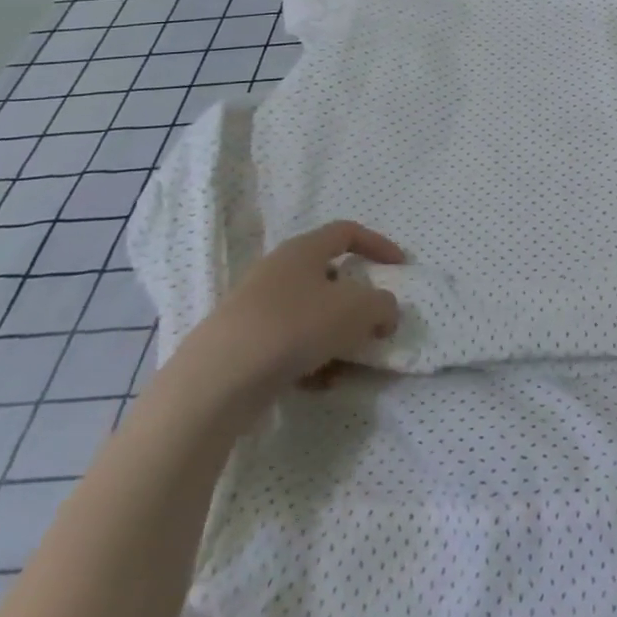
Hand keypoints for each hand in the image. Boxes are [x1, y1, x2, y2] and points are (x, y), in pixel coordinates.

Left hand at [173, 221, 403, 417]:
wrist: (216, 379)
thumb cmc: (294, 327)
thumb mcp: (357, 310)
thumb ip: (382, 306)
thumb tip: (384, 313)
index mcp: (303, 250)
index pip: (347, 232)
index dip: (378, 245)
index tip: (400, 267)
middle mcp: (277, 271)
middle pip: (328, 277)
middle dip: (355, 302)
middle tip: (372, 324)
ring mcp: (255, 308)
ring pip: (309, 315)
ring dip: (335, 337)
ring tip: (347, 365)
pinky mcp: (241, 344)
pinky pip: (288, 345)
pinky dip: (309, 361)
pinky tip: (318, 385)